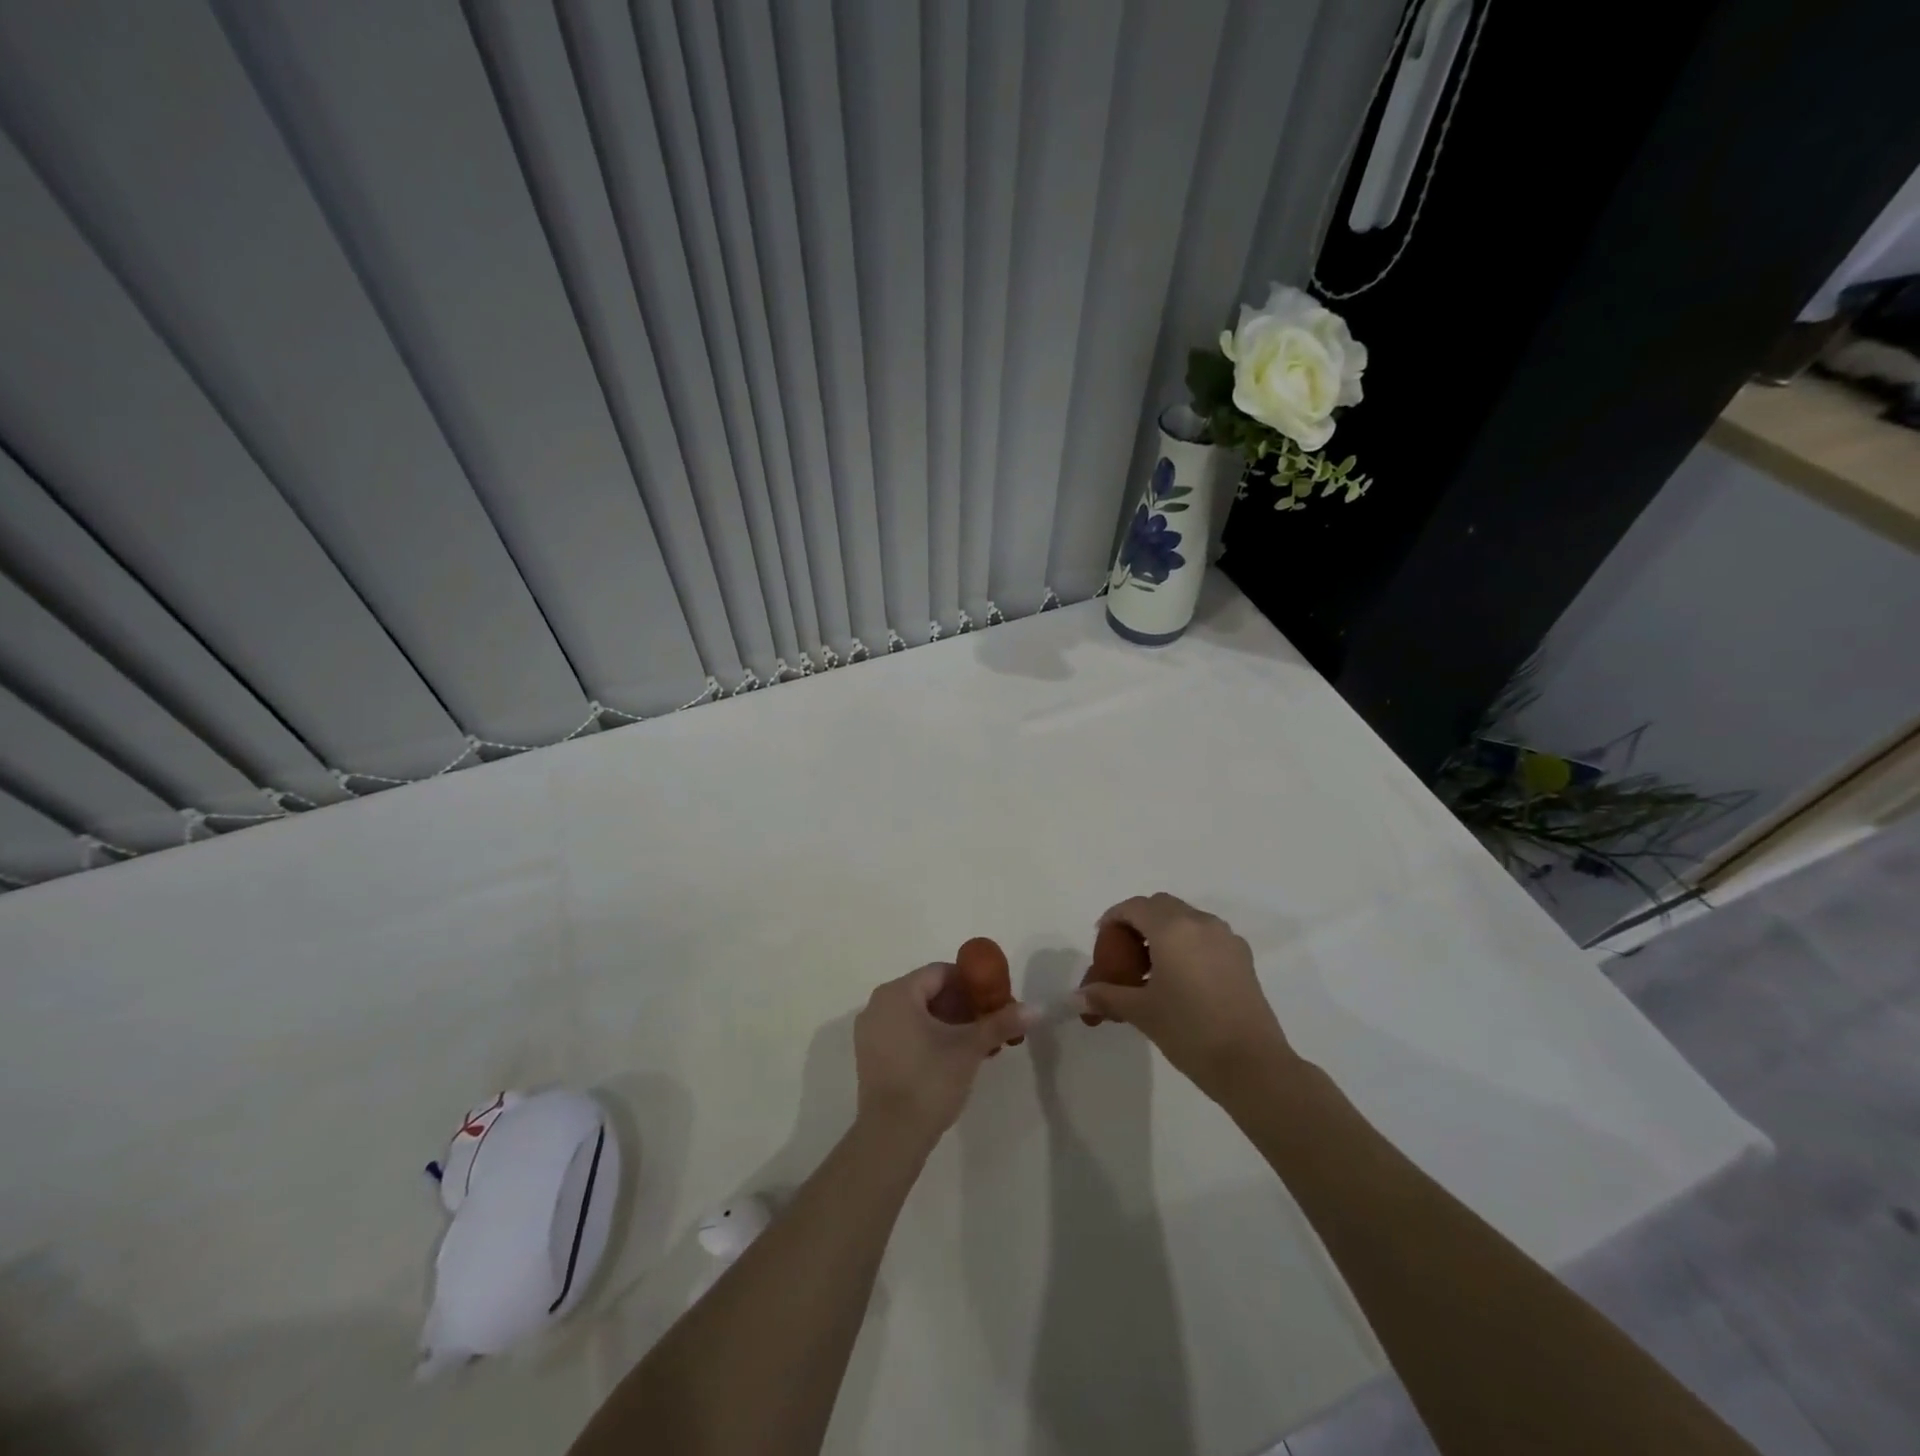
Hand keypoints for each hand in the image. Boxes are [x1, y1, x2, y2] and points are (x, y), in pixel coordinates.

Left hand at [853, 965, 1025, 1150]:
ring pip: (917, 1013)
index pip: (941, 972)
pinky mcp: (870, 1055)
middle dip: (962, 1005)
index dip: (972, 983)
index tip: (994, 1001)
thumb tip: (1038, 1008)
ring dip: (948, 1023)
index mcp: (898, 993)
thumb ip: (1001, 1023)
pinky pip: (904, 1031)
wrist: (891, 1137)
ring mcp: (870, 1031)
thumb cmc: (929, 1081)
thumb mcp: (969, 1048)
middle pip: (929, 991)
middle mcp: (878, 1004)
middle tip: (989, 1024)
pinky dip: (928, 1036)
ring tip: (977, 1044)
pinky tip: (952, 1058)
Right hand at [1081, 894, 1297, 1102]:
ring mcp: (1226, 938)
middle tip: (1124, 952)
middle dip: (1138, 922)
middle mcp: (1200, 923)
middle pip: (1161, 906)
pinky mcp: (1242, 957)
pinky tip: (1181, 978)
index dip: (1113, 918)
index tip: (1102, 941)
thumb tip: (1077, 997)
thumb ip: (1107, 996)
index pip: (1134, 907)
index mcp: (1172, 929)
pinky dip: (1187, 943)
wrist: (1252, 1064)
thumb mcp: (1142, 1012)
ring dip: (1164, 931)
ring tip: (1152, 968)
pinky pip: (1206, 936)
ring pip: (1186, 918)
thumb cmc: (1189, 1031)